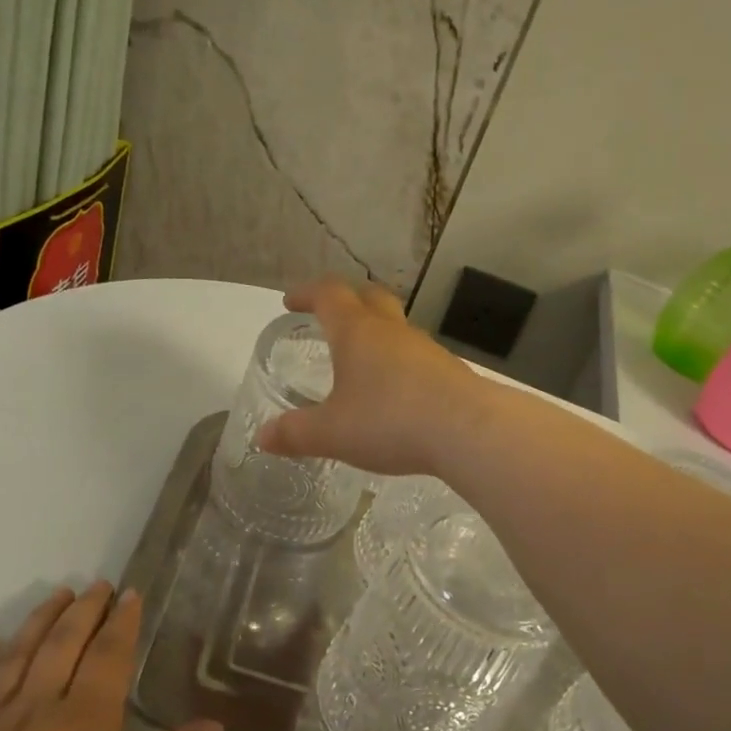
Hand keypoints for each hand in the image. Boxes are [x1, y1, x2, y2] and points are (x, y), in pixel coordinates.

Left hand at [0, 583, 221, 730]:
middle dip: (84, 610)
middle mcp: (33, 713)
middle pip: (62, 644)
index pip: (109, 656)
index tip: (132, 594)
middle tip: (99, 585)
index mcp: (85, 727)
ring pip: (15, 657)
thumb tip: (212, 724)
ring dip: (38, 621)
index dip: (122, 621)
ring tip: (57, 595)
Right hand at [257, 277, 488, 476]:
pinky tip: (395, 394)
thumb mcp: (332, 433)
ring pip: (396, 328)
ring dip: (376, 334)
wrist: (468, 430)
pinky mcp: (449, 372)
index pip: (328, 294)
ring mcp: (426, 349)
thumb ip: (295, 433)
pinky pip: (416, 357)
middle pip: (369, 297)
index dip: (307, 293)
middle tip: (328, 316)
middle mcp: (392, 331)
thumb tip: (262, 437)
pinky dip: (399, 364)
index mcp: (357, 332)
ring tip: (360, 361)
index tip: (291, 301)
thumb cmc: (389, 421)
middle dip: (346, 301)